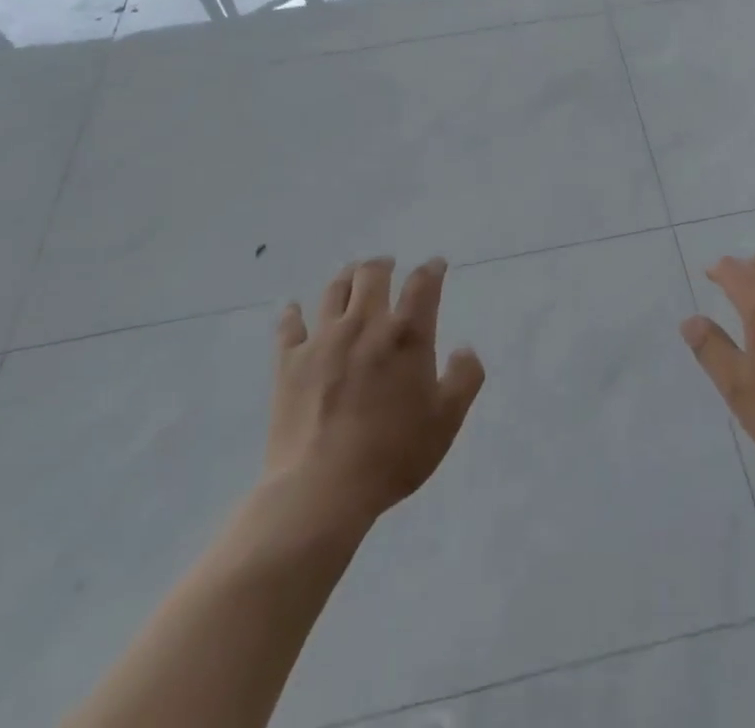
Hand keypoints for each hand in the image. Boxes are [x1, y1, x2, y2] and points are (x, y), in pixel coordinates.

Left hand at [264, 258, 484, 529]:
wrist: (322, 489)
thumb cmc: (393, 454)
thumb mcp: (446, 421)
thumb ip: (465, 378)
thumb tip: (465, 348)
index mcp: (406, 335)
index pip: (423, 284)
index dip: (432, 269)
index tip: (436, 265)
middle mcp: (365, 324)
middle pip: (372, 274)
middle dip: (383, 265)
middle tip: (387, 265)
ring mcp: (323, 340)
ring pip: (334, 291)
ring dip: (346, 277)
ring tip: (351, 275)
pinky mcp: (289, 362)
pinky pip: (290, 326)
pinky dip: (293, 313)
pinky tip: (294, 308)